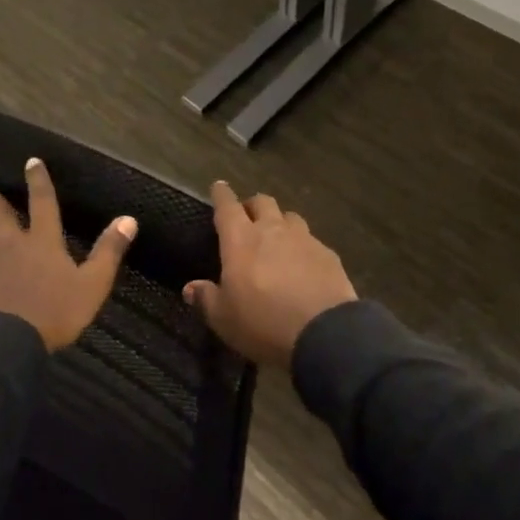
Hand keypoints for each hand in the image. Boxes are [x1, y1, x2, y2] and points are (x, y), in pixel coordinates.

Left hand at [0, 158, 137, 351]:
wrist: (4, 345)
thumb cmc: (54, 311)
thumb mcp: (92, 284)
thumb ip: (109, 251)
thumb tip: (128, 218)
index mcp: (43, 242)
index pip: (43, 203)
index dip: (39, 181)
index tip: (31, 161)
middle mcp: (13, 248)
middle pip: (2, 218)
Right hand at [184, 181, 355, 367]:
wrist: (323, 333)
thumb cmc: (263, 323)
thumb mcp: (224, 319)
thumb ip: (207, 299)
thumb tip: (190, 288)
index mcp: (240, 240)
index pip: (227, 206)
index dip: (221, 195)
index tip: (219, 187)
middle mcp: (272, 229)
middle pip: (262, 202)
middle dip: (252, 206)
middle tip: (247, 218)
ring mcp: (303, 238)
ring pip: (289, 217)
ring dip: (280, 222)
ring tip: (278, 238)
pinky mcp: (328, 253)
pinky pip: (311, 241)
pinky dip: (303, 247)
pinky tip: (304, 265)